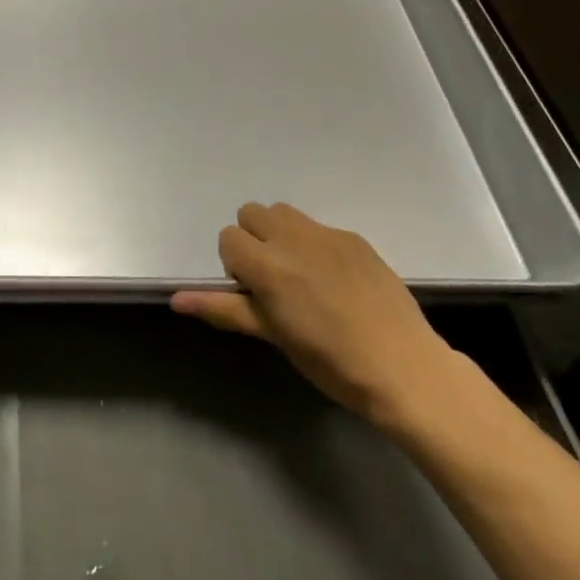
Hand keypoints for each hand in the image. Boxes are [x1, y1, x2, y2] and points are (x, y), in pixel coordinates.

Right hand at [171, 202, 465, 435]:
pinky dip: (314, 244)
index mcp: (267, 265)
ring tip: (300, 273)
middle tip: (273, 280)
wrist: (403, 367)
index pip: (228, 238)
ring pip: (284, 212)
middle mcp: (292, 238)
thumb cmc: (330, 362)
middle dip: (253, 240)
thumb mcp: (273, 336)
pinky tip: (336, 281)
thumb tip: (175, 300)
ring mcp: (326, 234)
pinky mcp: (354, 237)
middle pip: (251, 213)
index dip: (234, 265)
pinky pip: (319, 227)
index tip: (253, 293)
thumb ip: (224, 309)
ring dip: (280, 234)